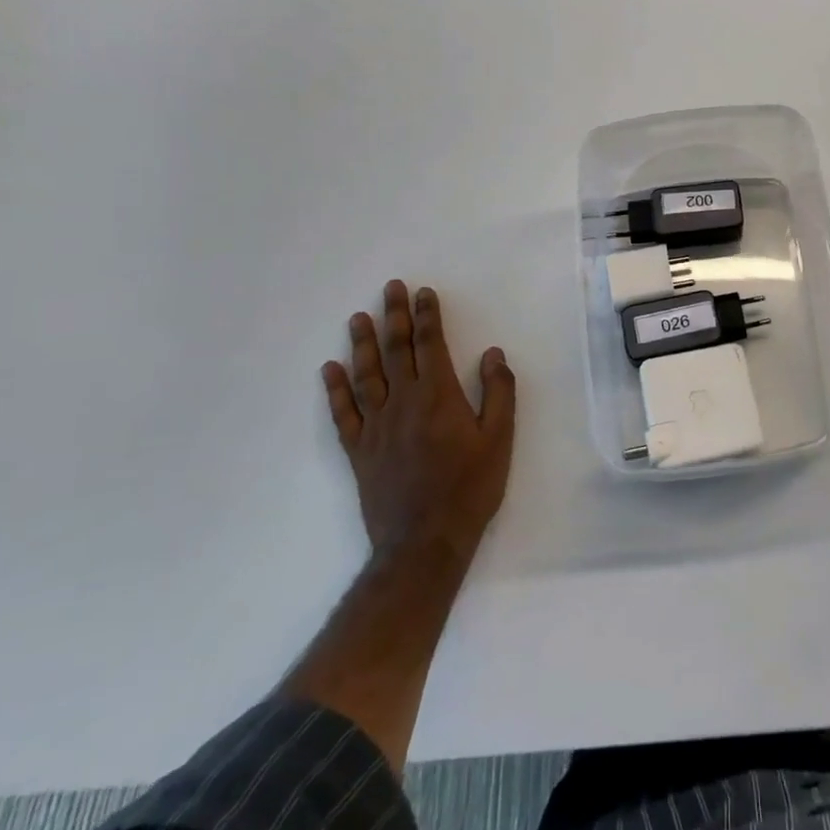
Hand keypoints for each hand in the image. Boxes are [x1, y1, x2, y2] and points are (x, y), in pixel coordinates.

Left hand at [321, 281, 515, 564]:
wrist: (424, 541)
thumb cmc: (470, 487)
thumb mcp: (500, 438)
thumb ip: (498, 391)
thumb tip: (492, 353)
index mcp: (439, 396)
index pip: (431, 345)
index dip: (427, 316)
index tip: (422, 292)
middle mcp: (403, 403)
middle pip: (396, 351)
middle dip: (394, 317)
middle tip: (389, 288)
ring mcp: (376, 426)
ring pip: (366, 375)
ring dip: (363, 344)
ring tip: (358, 318)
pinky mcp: (359, 451)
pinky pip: (343, 414)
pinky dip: (335, 390)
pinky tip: (329, 370)